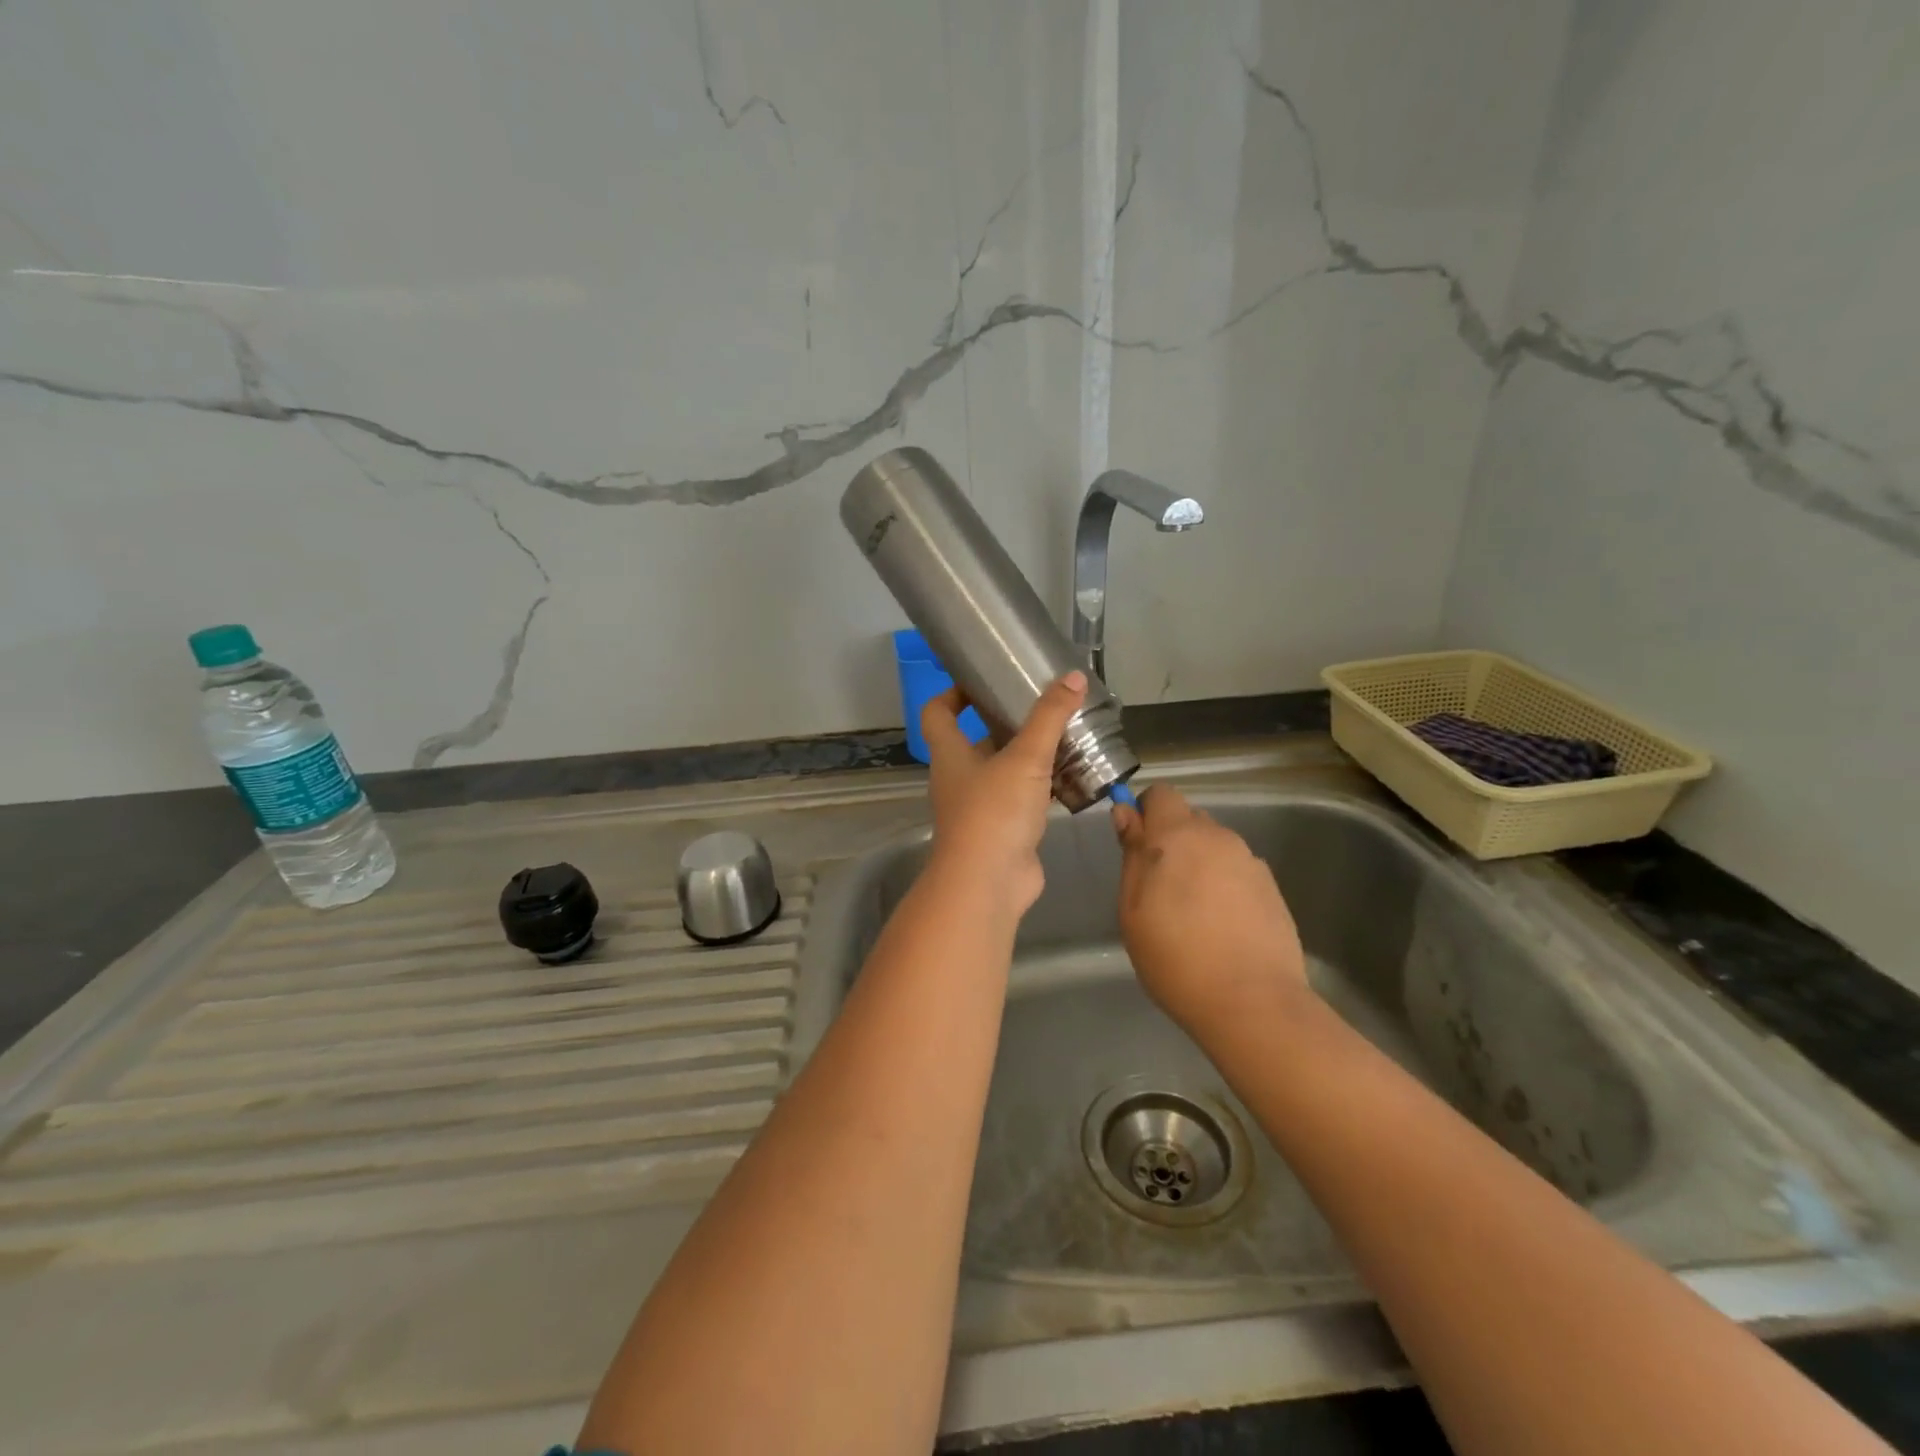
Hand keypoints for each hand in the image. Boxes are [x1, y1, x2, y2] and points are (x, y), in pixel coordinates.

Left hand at [920, 671, 1087, 914]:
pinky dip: (1042, 788)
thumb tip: (1072, 676)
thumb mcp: (1025, 758)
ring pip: (1003, 772)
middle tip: (1041, 706)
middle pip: (975, 741)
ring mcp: (979, 808)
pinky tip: (1071, 777)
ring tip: (1064, 736)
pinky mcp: (1003, 832)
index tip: (982, 680)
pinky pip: (1022, 800)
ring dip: (1027, 757)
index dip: (953, 693)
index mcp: (950, 755)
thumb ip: (1049, 717)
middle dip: (1005, 723)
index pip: (938, 713)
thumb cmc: (994, 812)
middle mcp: (959, 779)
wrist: (989, 884)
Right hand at [1111, 786, 1310, 1040]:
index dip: (1146, 813)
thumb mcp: (1132, 907)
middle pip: (1190, 820)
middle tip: (1160, 887)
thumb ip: (1132, 854)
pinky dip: (1225, 887)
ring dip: (1200, 864)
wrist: (1252, 1002)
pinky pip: (1238, 873)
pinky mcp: (1273, 889)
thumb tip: (1126, 813)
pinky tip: (1222, 927)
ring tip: (1193, 913)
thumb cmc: (1174, 955)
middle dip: (1173, 841)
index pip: (1161, 794)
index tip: (1137, 846)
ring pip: (1215, 848)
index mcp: (1178, 835)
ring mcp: (1250, 862)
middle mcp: (1218, 838)